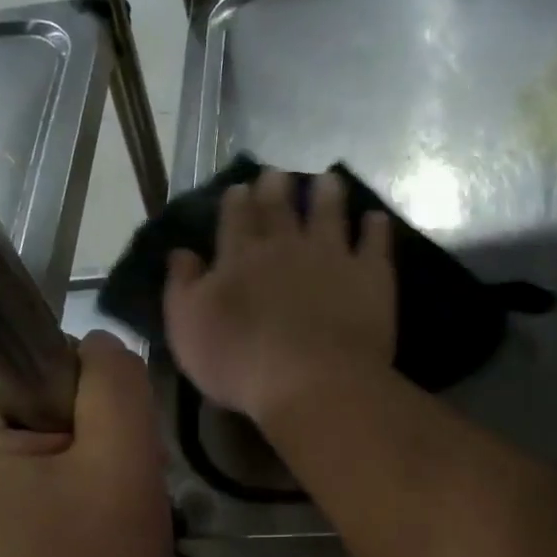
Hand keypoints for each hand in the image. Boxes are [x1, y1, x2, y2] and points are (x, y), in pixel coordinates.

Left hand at [0, 333, 171, 556]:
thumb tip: (100, 347)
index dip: (62, 358)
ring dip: (88, 431)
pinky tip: (101, 492)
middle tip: (119, 447)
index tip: (102, 406)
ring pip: (41, 414)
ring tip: (115, 472)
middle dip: (83, 400)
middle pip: (25, 379)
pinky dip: (77, 458)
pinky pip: (41, 449)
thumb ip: (114, 383)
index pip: (2, 344)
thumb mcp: (121, 459)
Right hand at [164, 168, 395, 424]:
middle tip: (279, 174)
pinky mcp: (370, 276)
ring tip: (328, 180)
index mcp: (240, 257)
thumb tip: (181, 252)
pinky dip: (375, 228)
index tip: (241, 187)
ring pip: (329, 213)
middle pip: (281, 208)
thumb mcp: (187, 328)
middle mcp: (286, 246)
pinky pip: (375, 243)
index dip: (237, 200)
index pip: (236, 219)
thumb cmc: (239, 361)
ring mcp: (331, 256)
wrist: (311, 382)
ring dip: (327, 194)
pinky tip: (375, 219)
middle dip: (277, 188)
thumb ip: (182, 286)